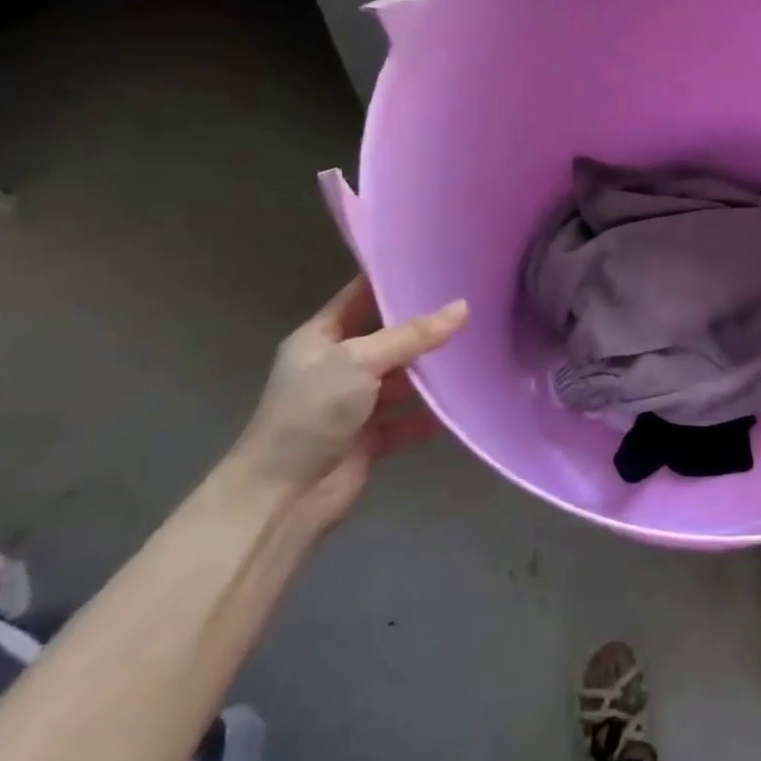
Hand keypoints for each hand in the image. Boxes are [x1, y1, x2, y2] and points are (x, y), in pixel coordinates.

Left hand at [226, 278, 468, 531]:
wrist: (282, 497)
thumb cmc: (312, 412)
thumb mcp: (360, 361)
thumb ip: (412, 335)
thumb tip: (463, 307)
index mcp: (321, 337)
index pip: (361, 296)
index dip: (394, 280)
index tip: (438, 264)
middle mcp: (338, 366)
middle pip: (389, 338)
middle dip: (425, 327)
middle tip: (473, 305)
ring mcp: (354, 404)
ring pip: (402, 380)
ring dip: (432, 373)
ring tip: (478, 351)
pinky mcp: (370, 438)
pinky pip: (408, 419)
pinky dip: (431, 415)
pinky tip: (463, 404)